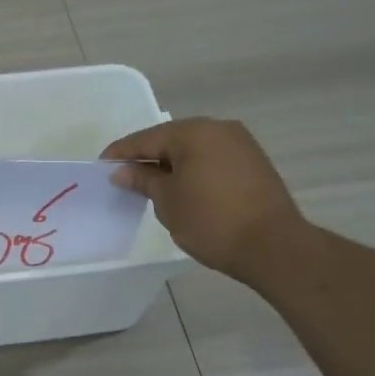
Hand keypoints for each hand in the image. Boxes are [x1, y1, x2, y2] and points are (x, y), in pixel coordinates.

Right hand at [101, 118, 306, 277]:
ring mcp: (240, 144)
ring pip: (193, 149)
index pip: (146, 138)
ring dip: (171, 164)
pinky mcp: (253, 163)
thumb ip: (143, 180)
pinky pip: (212, 159)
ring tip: (151, 185)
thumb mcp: (168, 201)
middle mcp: (219, 129)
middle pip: (171, 139)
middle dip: (147, 157)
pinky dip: (193, 170)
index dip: (121, 153)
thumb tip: (122, 171)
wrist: (273, 246)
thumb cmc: (211, 221)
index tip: (101, 166)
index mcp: (194, 132)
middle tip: (124, 176)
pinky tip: (182, 188)